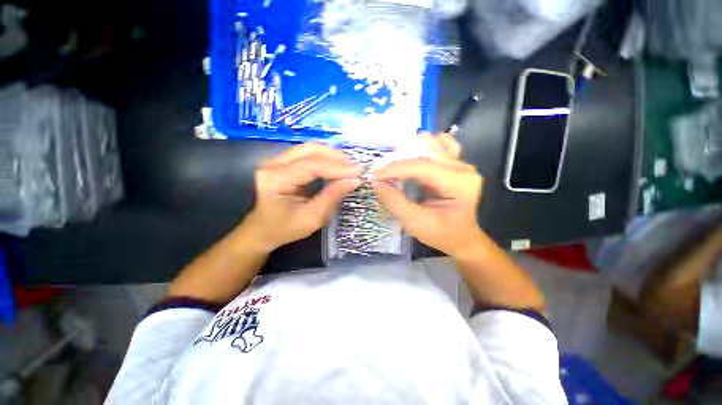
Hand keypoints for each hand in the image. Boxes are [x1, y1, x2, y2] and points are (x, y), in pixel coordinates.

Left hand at [243, 143, 362, 250]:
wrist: (263, 230)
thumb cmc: (285, 229)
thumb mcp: (312, 218)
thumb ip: (332, 197)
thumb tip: (354, 180)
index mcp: (275, 179)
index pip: (311, 166)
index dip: (337, 167)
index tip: (359, 171)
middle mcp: (272, 164)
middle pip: (310, 150)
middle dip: (336, 158)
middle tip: (355, 168)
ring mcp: (276, 160)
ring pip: (310, 148)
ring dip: (332, 156)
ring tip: (349, 167)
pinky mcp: (283, 161)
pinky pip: (308, 154)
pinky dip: (326, 158)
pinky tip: (337, 166)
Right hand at [370, 134, 484, 256]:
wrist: (462, 238)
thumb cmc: (441, 234)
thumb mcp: (415, 222)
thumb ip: (395, 201)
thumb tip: (375, 182)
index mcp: (458, 183)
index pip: (421, 166)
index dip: (394, 169)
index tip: (373, 175)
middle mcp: (463, 168)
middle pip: (426, 150)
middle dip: (398, 158)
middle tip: (380, 170)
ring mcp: (461, 163)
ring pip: (433, 142)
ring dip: (409, 148)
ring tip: (392, 160)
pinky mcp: (455, 164)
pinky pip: (439, 145)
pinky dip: (422, 146)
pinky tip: (411, 154)